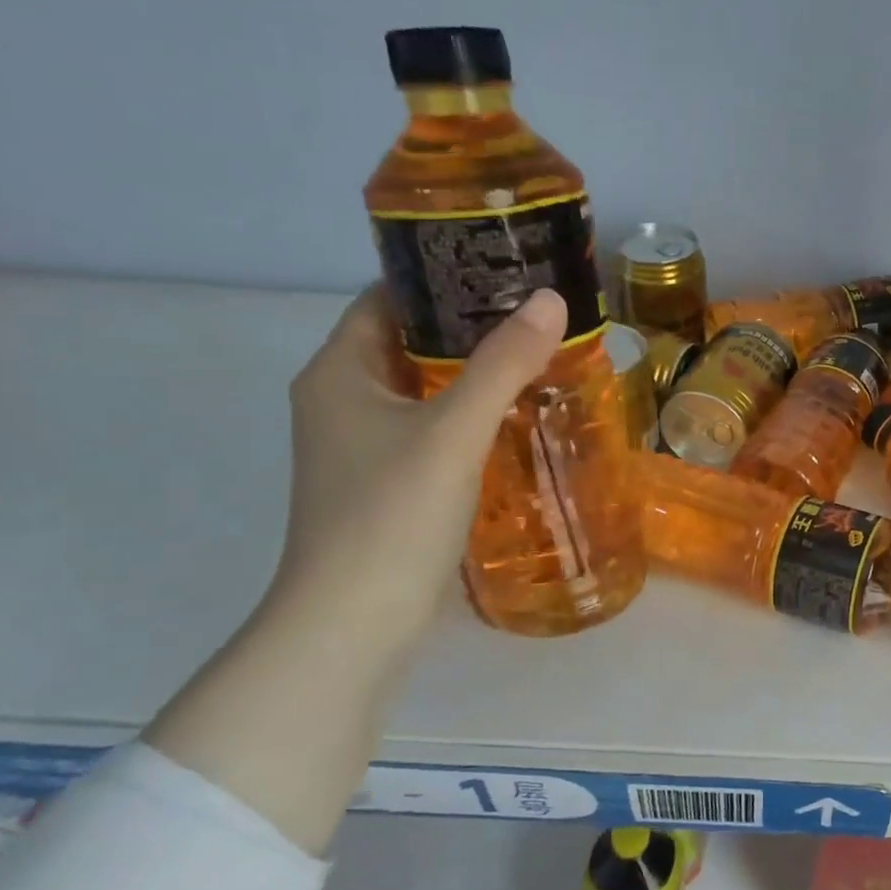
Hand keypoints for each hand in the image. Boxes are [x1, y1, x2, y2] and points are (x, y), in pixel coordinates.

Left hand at [269, 285, 567, 656]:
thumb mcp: (453, 431)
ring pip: (423, 387)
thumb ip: (503, 363)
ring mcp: (362, 445)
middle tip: (537, 313)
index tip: (504, 267)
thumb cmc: (392, 515)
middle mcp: (342, 400)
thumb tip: (551, 300)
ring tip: (539, 356)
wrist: (354, 622)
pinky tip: (517, 417)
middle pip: (408, 341)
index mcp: (339, 372)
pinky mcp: (386, 482)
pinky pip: (431, 427)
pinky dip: (469, 414)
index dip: (441, 276)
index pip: (387, 298)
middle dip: (469, 324)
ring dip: (473, 372)